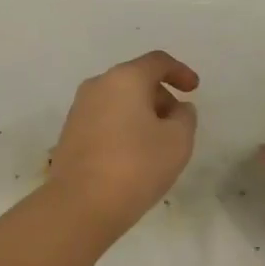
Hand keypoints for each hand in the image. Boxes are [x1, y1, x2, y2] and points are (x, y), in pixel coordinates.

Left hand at [46, 51, 199, 239]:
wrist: (80, 204)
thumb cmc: (136, 165)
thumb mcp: (178, 141)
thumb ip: (185, 117)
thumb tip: (177, 109)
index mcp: (124, 78)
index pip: (157, 62)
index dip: (180, 72)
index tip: (194, 89)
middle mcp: (98, 85)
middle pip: (136, 80)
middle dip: (161, 97)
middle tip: (178, 125)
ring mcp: (79, 108)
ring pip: (119, 100)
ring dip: (141, 113)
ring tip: (157, 144)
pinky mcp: (70, 132)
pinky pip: (105, 118)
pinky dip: (123, 127)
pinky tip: (133, 155)